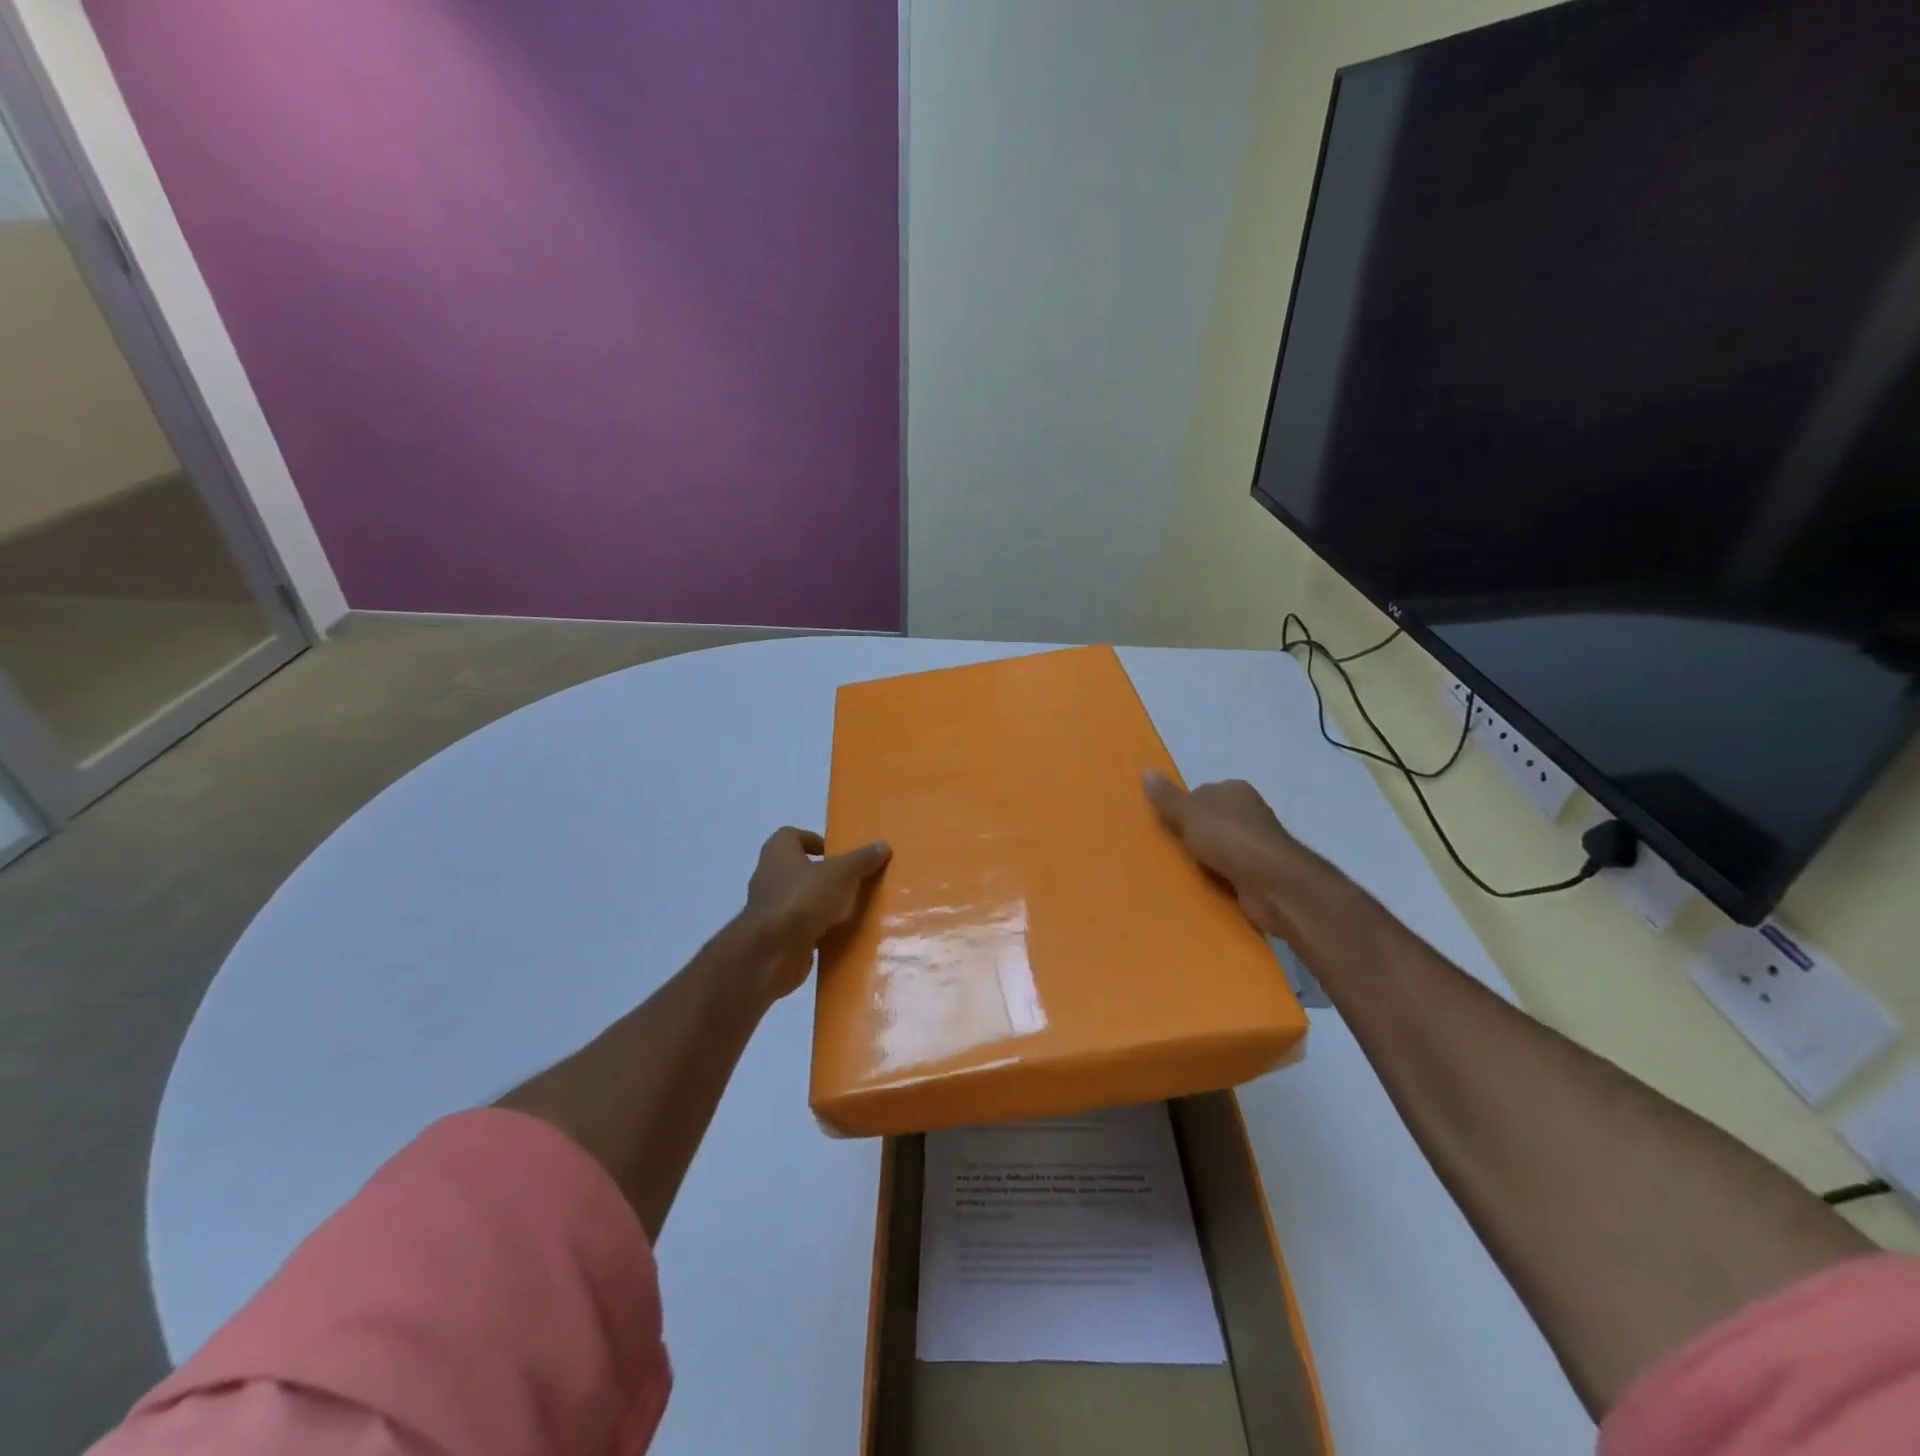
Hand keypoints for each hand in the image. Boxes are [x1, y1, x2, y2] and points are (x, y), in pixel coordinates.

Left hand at [743, 828, 890, 999]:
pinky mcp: (775, 937)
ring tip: (852, 909)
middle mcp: (769, 876)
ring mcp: (770, 908)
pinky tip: (840, 935)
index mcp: (778, 852)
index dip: (815, 841)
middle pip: (799, 868)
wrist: (771, 953)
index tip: (839, 854)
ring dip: (822, 904)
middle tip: (852, 881)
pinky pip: (801, 927)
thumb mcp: (842, 873)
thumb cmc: (803, 899)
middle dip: (824, 875)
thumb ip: (862, 859)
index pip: (792, 836)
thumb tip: (883, 845)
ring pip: (801, 899)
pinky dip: (818, 929)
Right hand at [1142, 772, 1315, 936]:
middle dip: (1191, 833)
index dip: (1182, 808)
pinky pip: (1228, 869)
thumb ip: (1167, 797)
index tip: (1165, 825)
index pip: (1200, 793)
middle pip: (1209, 819)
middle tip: (1166, 848)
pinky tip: (1200, 884)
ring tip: (1177, 868)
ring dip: (1203, 857)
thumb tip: (1145, 769)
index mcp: (1234, 790)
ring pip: (1218, 846)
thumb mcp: (1189, 813)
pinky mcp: (1258, 870)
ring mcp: (1256, 842)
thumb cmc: (1229, 838)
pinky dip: (1216, 875)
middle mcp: (1248, 812)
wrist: (1272, 882)